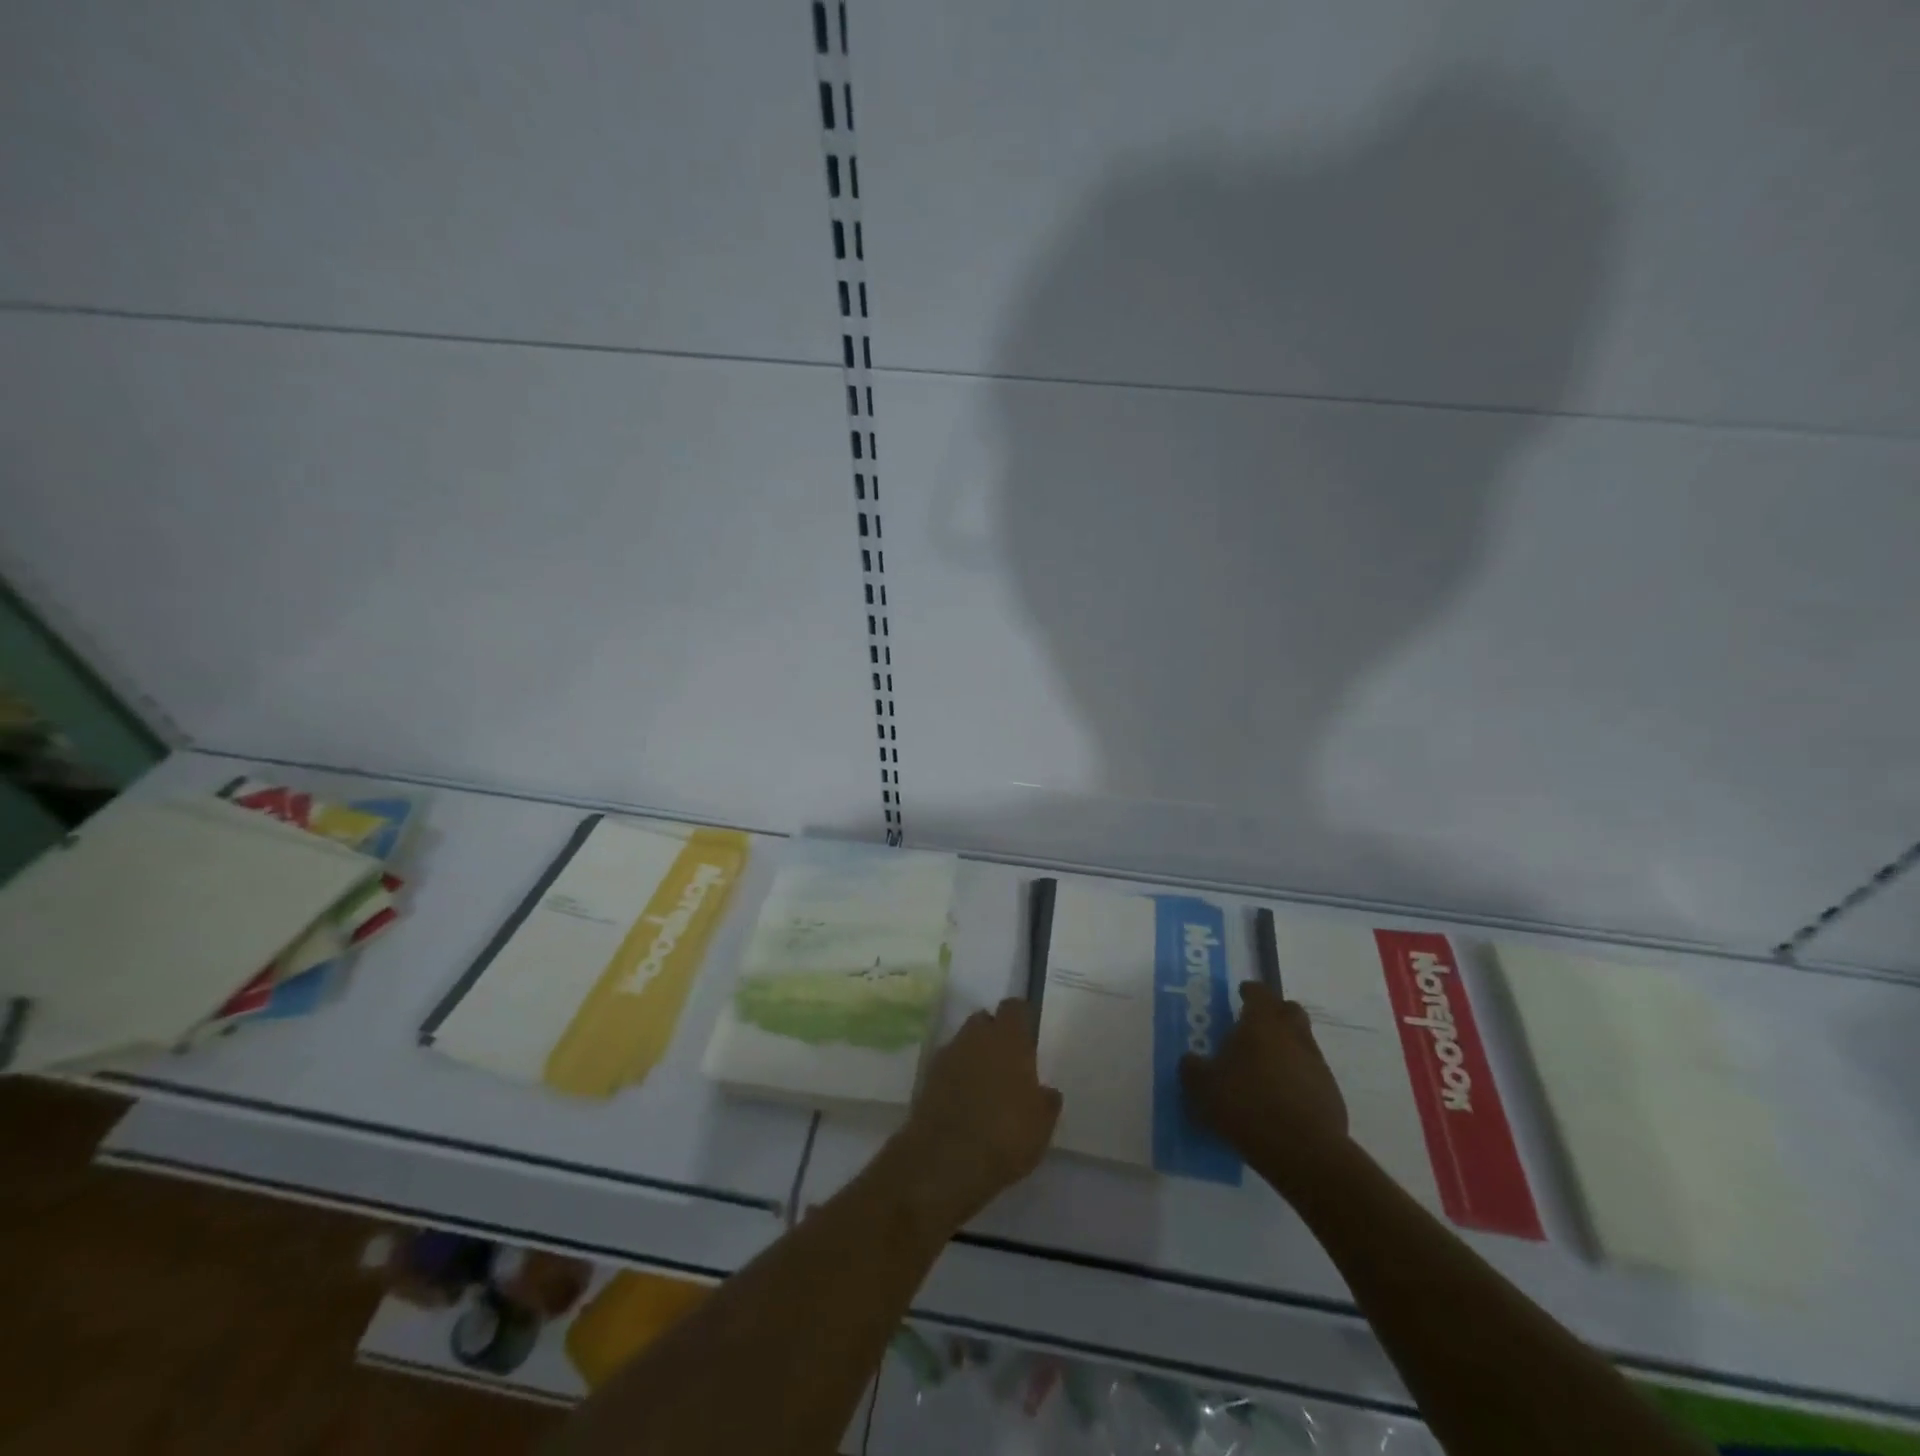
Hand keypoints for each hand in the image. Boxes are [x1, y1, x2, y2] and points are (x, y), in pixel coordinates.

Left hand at [896, 999, 1061, 1225]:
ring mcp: (948, 1054)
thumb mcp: (1041, 1126)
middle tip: (1007, 1062)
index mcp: (1008, 1039)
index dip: (1021, 1018)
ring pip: (964, 1042)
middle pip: (985, 1020)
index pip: (1014, 1008)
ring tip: (985, 1085)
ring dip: (974, 1055)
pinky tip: (963, 1100)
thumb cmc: (1005, 1136)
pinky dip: (956, 1075)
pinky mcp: (927, 1076)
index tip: (1028, 1035)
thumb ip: (1046, 1101)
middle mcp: (976, 1036)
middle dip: (994, 1034)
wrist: (945, 1161)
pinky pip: (948, 1065)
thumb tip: (1046, 1091)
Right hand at [1180, 982, 1349, 1187]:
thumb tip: (1191, 1060)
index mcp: (1261, 1024)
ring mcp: (1316, 1065)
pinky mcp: (1331, 1095)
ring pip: (1303, 1042)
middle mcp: (1293, 1035)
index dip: (1250, 991)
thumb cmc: (1246, 1106)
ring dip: (1287, 1047)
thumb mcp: (1202, 1088)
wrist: (1303, 1152)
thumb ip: (1192, 1069)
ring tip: (1265, 1068)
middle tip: (1256, 1025)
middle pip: (1290, 1010)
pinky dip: (1298, 1078)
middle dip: (1275, 1012)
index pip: (1259, 993)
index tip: (1242, 993)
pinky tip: (1282, 1098)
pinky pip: (1311, 1074)